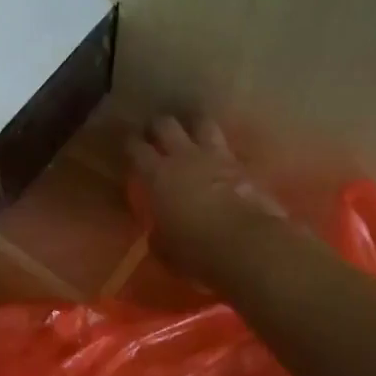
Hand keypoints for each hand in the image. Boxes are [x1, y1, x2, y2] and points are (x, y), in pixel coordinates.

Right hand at [128, 116, 285, 284]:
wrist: (247, 246)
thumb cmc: (196, 251)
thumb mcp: (165, 249)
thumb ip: (159, 235)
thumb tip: (160, 232)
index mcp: (158, 176)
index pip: (137, 149)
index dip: (131, 143)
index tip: (129, 143)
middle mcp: (185, 157)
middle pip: (166, 125)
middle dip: (158, 125)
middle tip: (155, 131)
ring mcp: (217, 157)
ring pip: (202, 123)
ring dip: (194, 125)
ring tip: (192, 131)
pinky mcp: (244, 166)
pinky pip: (229, 148)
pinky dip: (222, 151)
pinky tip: (222, 159)